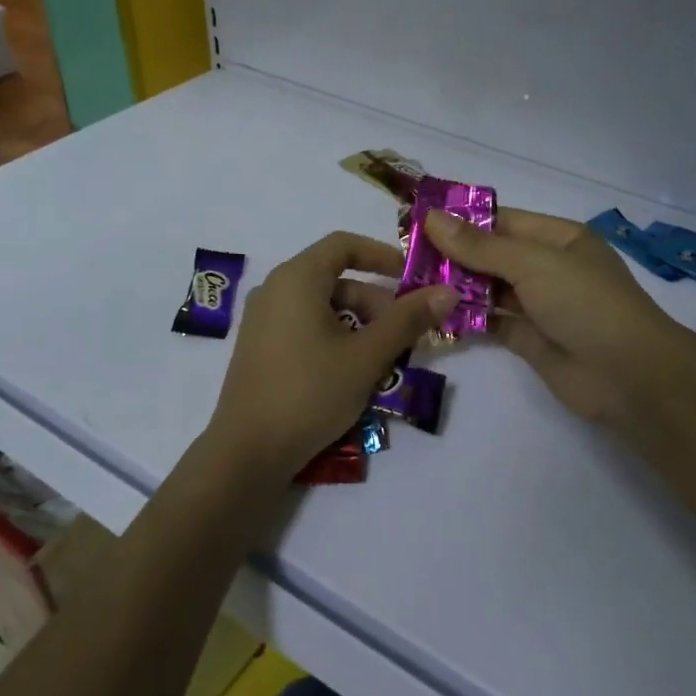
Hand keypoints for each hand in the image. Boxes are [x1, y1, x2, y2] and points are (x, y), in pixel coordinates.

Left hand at [205, 232, 455, 481]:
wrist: (248, 451)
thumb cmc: (310, 392)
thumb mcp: (367, 356)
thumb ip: (407, 321)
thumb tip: (447, 292)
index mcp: (296, 278)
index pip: (344, 244)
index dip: (382, 255)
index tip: (412, 279)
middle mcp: (274, 289)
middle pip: (336, 280)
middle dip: (376, 303)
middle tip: (404, 337)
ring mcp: (262, 320)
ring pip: (322, 307)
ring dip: (359, 325)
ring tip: (383, 361)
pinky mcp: (260, 348)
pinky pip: (304, 327)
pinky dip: (334, 337)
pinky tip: (352, 373)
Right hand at [423, 207, 695, 436]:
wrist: (630, 376)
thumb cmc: (586, 304)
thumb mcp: (533, 264)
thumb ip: (480, 245)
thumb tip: (432, 218)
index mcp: (558, 239)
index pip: (501, 221)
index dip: (460, 220)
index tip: (415, 222)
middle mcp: (548, 268)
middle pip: (491, 255)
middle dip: (452, 255)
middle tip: (402, 257)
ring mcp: (539, 305)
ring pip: (488, 289)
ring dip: (455, 287)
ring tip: (408, 284)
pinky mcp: (529, 340)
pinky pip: (490, 322)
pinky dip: (465, 318)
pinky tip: (432, 314)